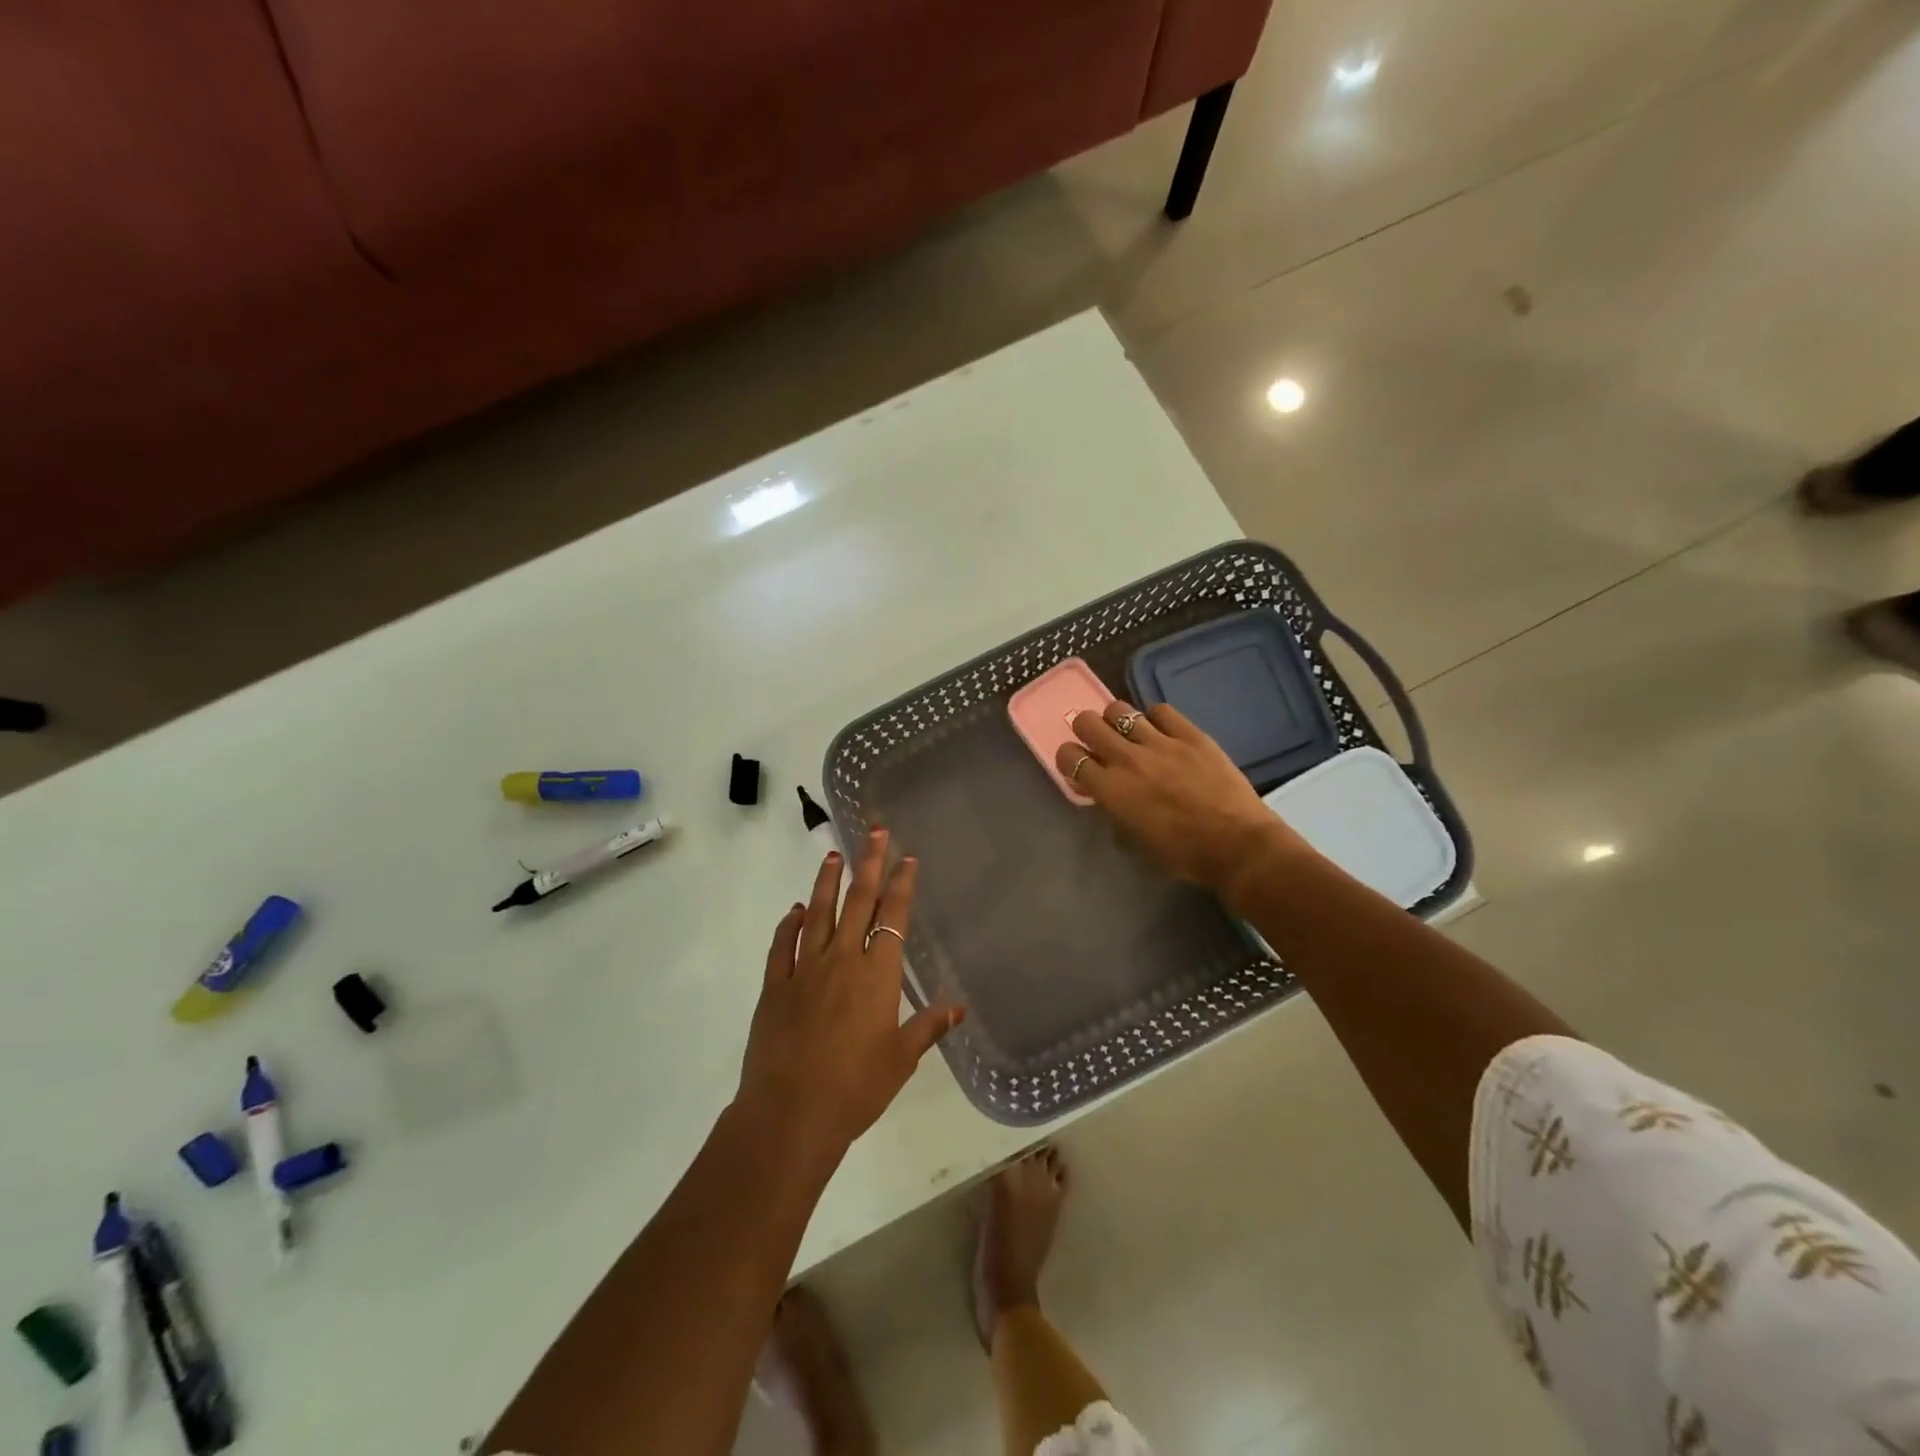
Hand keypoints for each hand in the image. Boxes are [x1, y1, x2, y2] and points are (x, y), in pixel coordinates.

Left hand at [737, 829, 963, 1161]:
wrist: (790, 1114)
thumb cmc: (855, 1088)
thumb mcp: (900, 1060)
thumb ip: (928, 1027)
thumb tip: (959, 1008)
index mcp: (877, 975)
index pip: (893, 917)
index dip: (902, 885)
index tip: (908, 857)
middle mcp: (842, 960)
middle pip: (858, 902)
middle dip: (869, 864)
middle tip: (875, 831)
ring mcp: (804, 970)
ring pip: (818, 914)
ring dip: (827, 882)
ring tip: (833, 855)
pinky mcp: (774, 986)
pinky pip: (782, 946)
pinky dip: (789, 924)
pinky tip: (796, 910)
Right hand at [1054, 700, 1314, 905]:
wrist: (1237, 845)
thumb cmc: (1183, 854)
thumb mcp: (1135, 837)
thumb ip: (1113, 807)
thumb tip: (1101, 790)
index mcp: (1111, 789)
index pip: (1069, 756)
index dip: (1069, 758)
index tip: (1078, 764)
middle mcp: (1128, 759)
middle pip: (1087, 722)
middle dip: (1087, 730)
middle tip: (1098, 741)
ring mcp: (1160, 742)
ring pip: (1120, 709)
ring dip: (1118, 720)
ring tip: (1129, 732)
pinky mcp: (1190, 734)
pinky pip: (1161, 710)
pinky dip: (1155, 718)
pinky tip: (1162, 731)